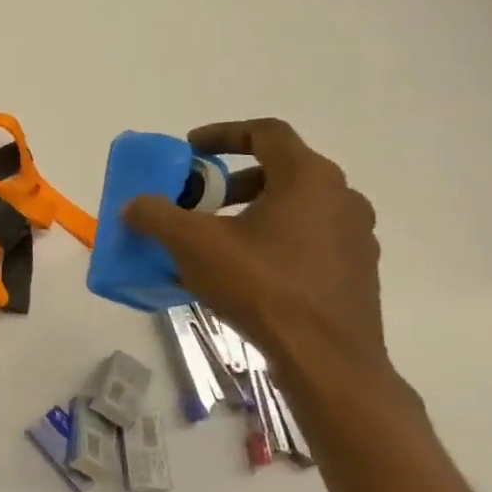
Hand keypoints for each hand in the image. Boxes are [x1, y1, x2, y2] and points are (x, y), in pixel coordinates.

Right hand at [123, 119, 392, 390]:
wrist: (326, 359)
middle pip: (281, 170)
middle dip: (233, 181)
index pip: (266, 132)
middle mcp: (341, 197)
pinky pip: (309, 239)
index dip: (223, 133)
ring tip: (217, 239)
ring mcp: (356, 236)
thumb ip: (156, 216)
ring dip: (253, 212)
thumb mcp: (192, 244)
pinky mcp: (357, 271)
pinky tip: (245, 272)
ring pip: (297, 207)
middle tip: (200, 200)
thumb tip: (134, 205)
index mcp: (308, 178)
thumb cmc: (261, 286)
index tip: (191, 149)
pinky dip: (274, 240)